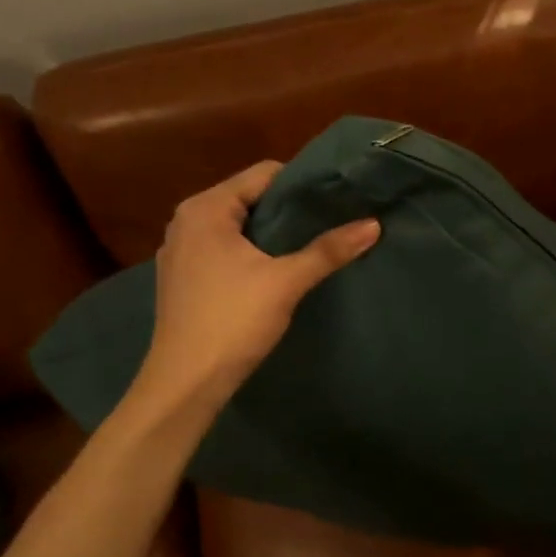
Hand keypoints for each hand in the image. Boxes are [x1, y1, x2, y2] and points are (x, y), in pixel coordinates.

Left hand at [127, 161, 379, 417]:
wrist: (186, 383)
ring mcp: (180, 251)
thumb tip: (374, 224)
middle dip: (289, 210)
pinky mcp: (182, 278)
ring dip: (271, 234)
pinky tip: (275, 273)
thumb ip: (328, 250)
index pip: (263, 174)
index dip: (302, 184)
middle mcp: (187, 221)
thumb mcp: (286, 281)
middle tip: (329, 223)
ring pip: (237, 226)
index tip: (335, 201)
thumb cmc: (232, 321)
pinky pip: (224, 249)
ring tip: (309, 246)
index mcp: (205, 209)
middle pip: (249, 198)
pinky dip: (250, 253)